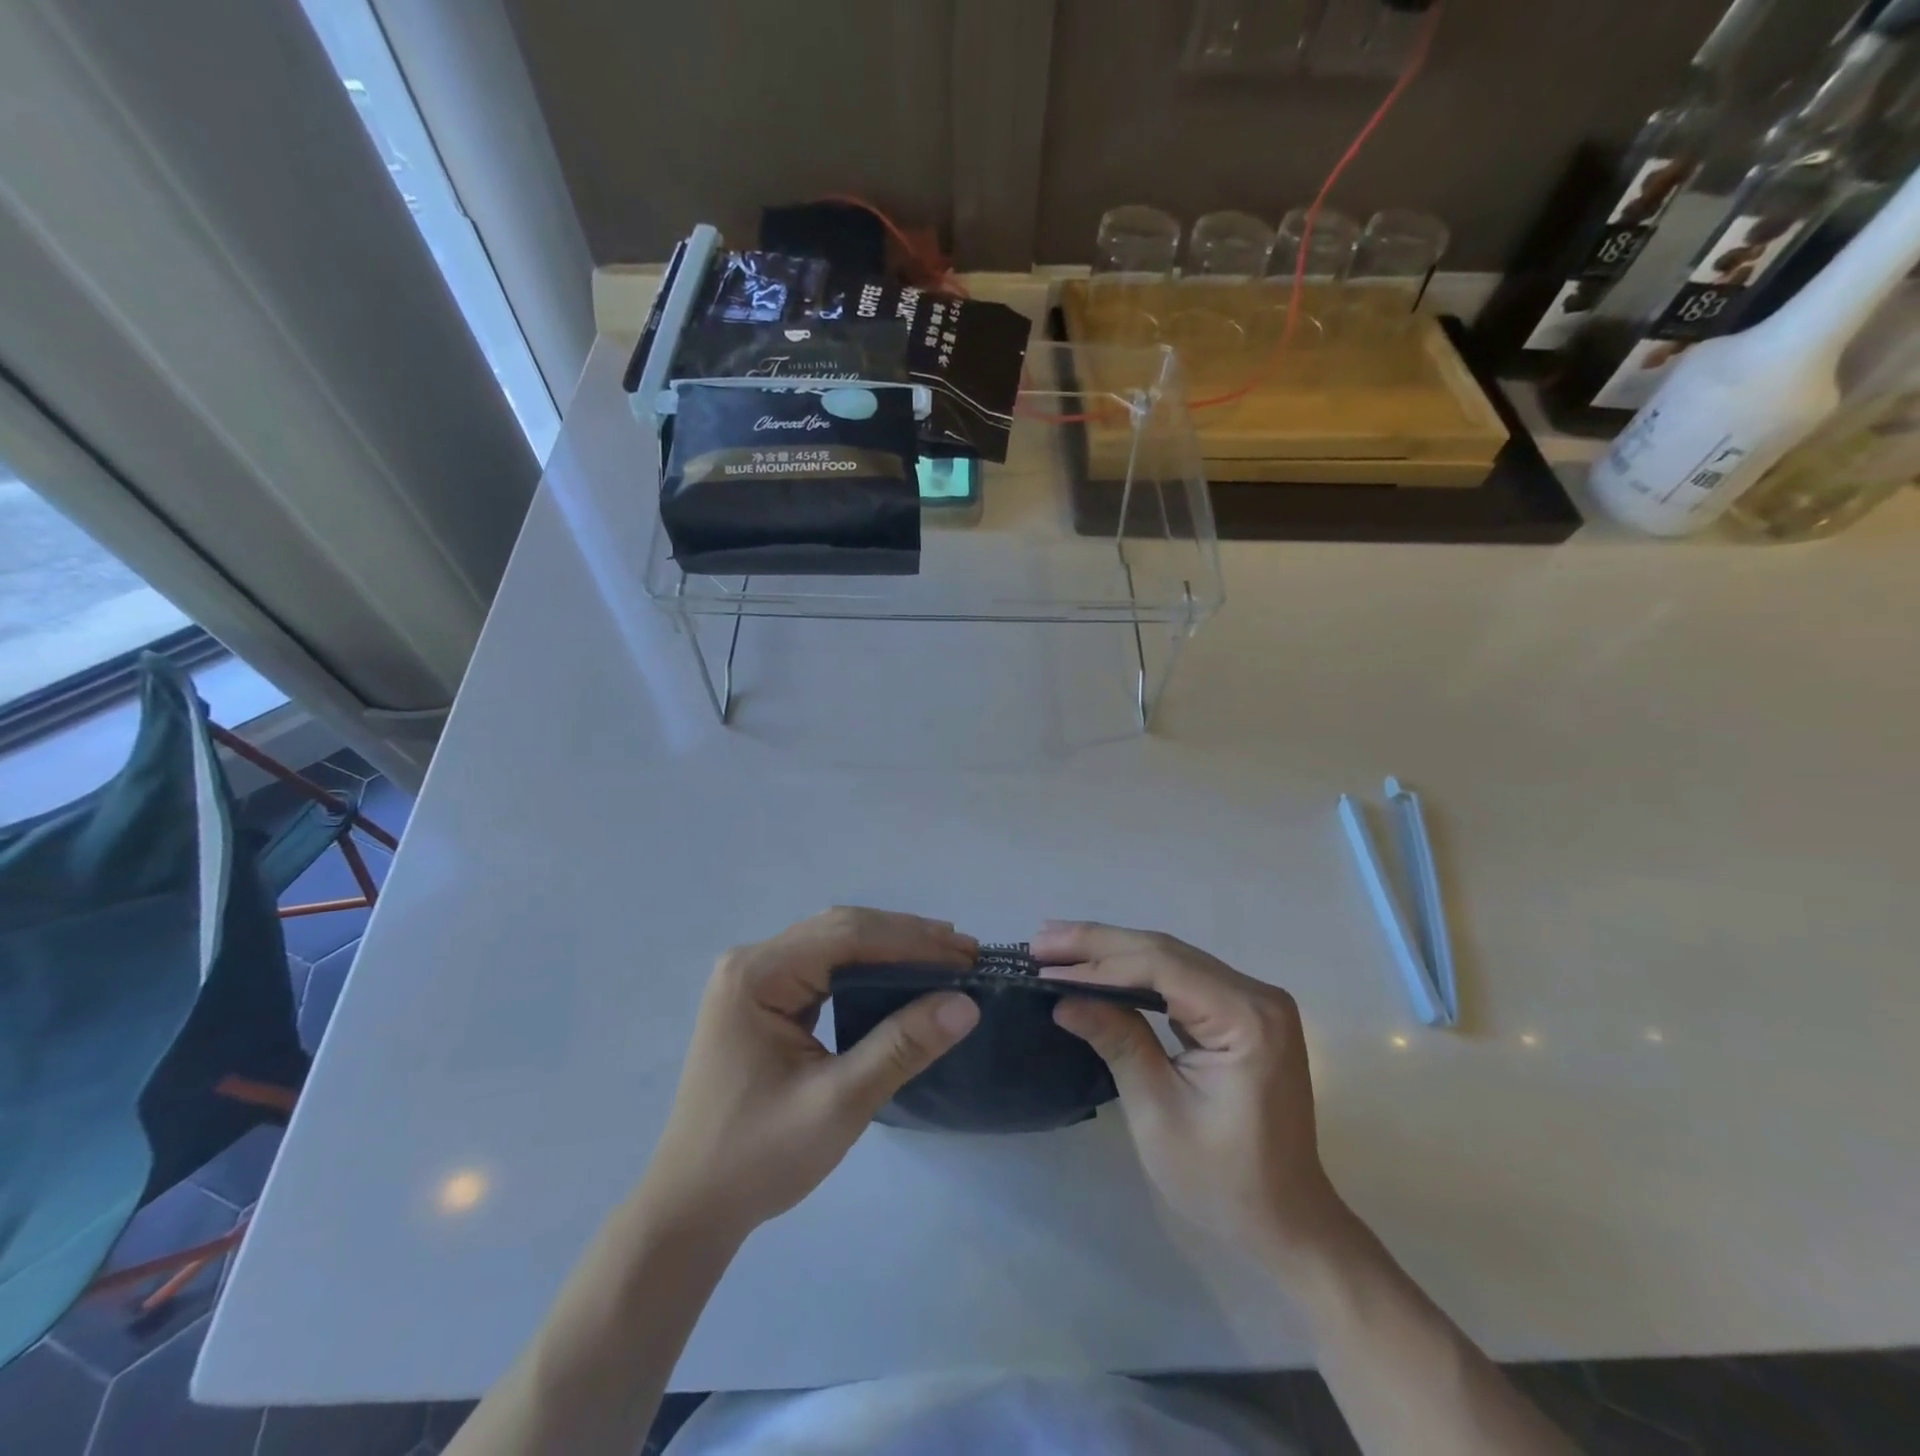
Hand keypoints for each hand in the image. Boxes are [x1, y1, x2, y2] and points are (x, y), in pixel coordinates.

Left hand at [637, 908, 979, 1241]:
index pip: (847, 936)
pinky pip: (822, 965)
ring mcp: (754, 978)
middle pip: (840, 930)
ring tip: (943, 957)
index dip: (911, 940)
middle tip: (964, 953)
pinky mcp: (762, 997)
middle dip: (905, 938)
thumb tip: (965, 1003)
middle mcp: (752, 961)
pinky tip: (899, 975)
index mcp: (757, 975)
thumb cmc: (758, 1158)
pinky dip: (866, 966)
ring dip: (888, 947)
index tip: (966, 953)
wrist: (690, 1209)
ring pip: (833, 942)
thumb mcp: (838, 1103)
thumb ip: (901, 1047)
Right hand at [1034, 921, 1348, 1270]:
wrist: (1286, 1222)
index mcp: (1247, 1019)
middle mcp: (1256, 994)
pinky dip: (1135, 971)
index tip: (1044, 967)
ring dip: (1112, 951)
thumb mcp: (1158, 1113)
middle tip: (1040, 940)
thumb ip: (1117, 1042)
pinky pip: (1181, 977)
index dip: (1099, 963)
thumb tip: (1063, 999)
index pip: (1161, 968)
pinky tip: (1099, 966)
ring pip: (1170, 958)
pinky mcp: (1241, 1012)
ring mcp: (1252, 1000)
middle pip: (1165, 952)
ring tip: (1057, 946)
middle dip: (1098, 944)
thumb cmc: (1223, 1181)